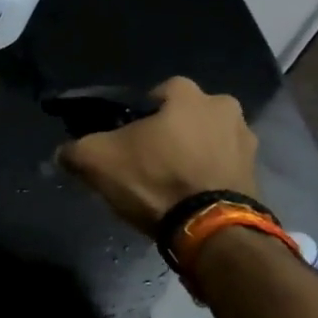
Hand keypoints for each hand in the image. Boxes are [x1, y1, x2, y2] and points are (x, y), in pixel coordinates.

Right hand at [56, 77, 258, 233]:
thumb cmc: (154, 179)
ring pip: (208, 141)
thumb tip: (62, 152)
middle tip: (149, 160)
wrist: (210, 227)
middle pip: (188, 115)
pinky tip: (190, 198)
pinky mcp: (255, 175)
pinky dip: (208, 177)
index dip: (140, 113)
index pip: (159, 91)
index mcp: (189, 96)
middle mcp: (225, 108)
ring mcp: (245, 142)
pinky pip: (223, 168)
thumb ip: (75, 150)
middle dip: (171, 132)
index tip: (127, 137)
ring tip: (170, 183)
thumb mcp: (97, 161)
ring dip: (193, 154)